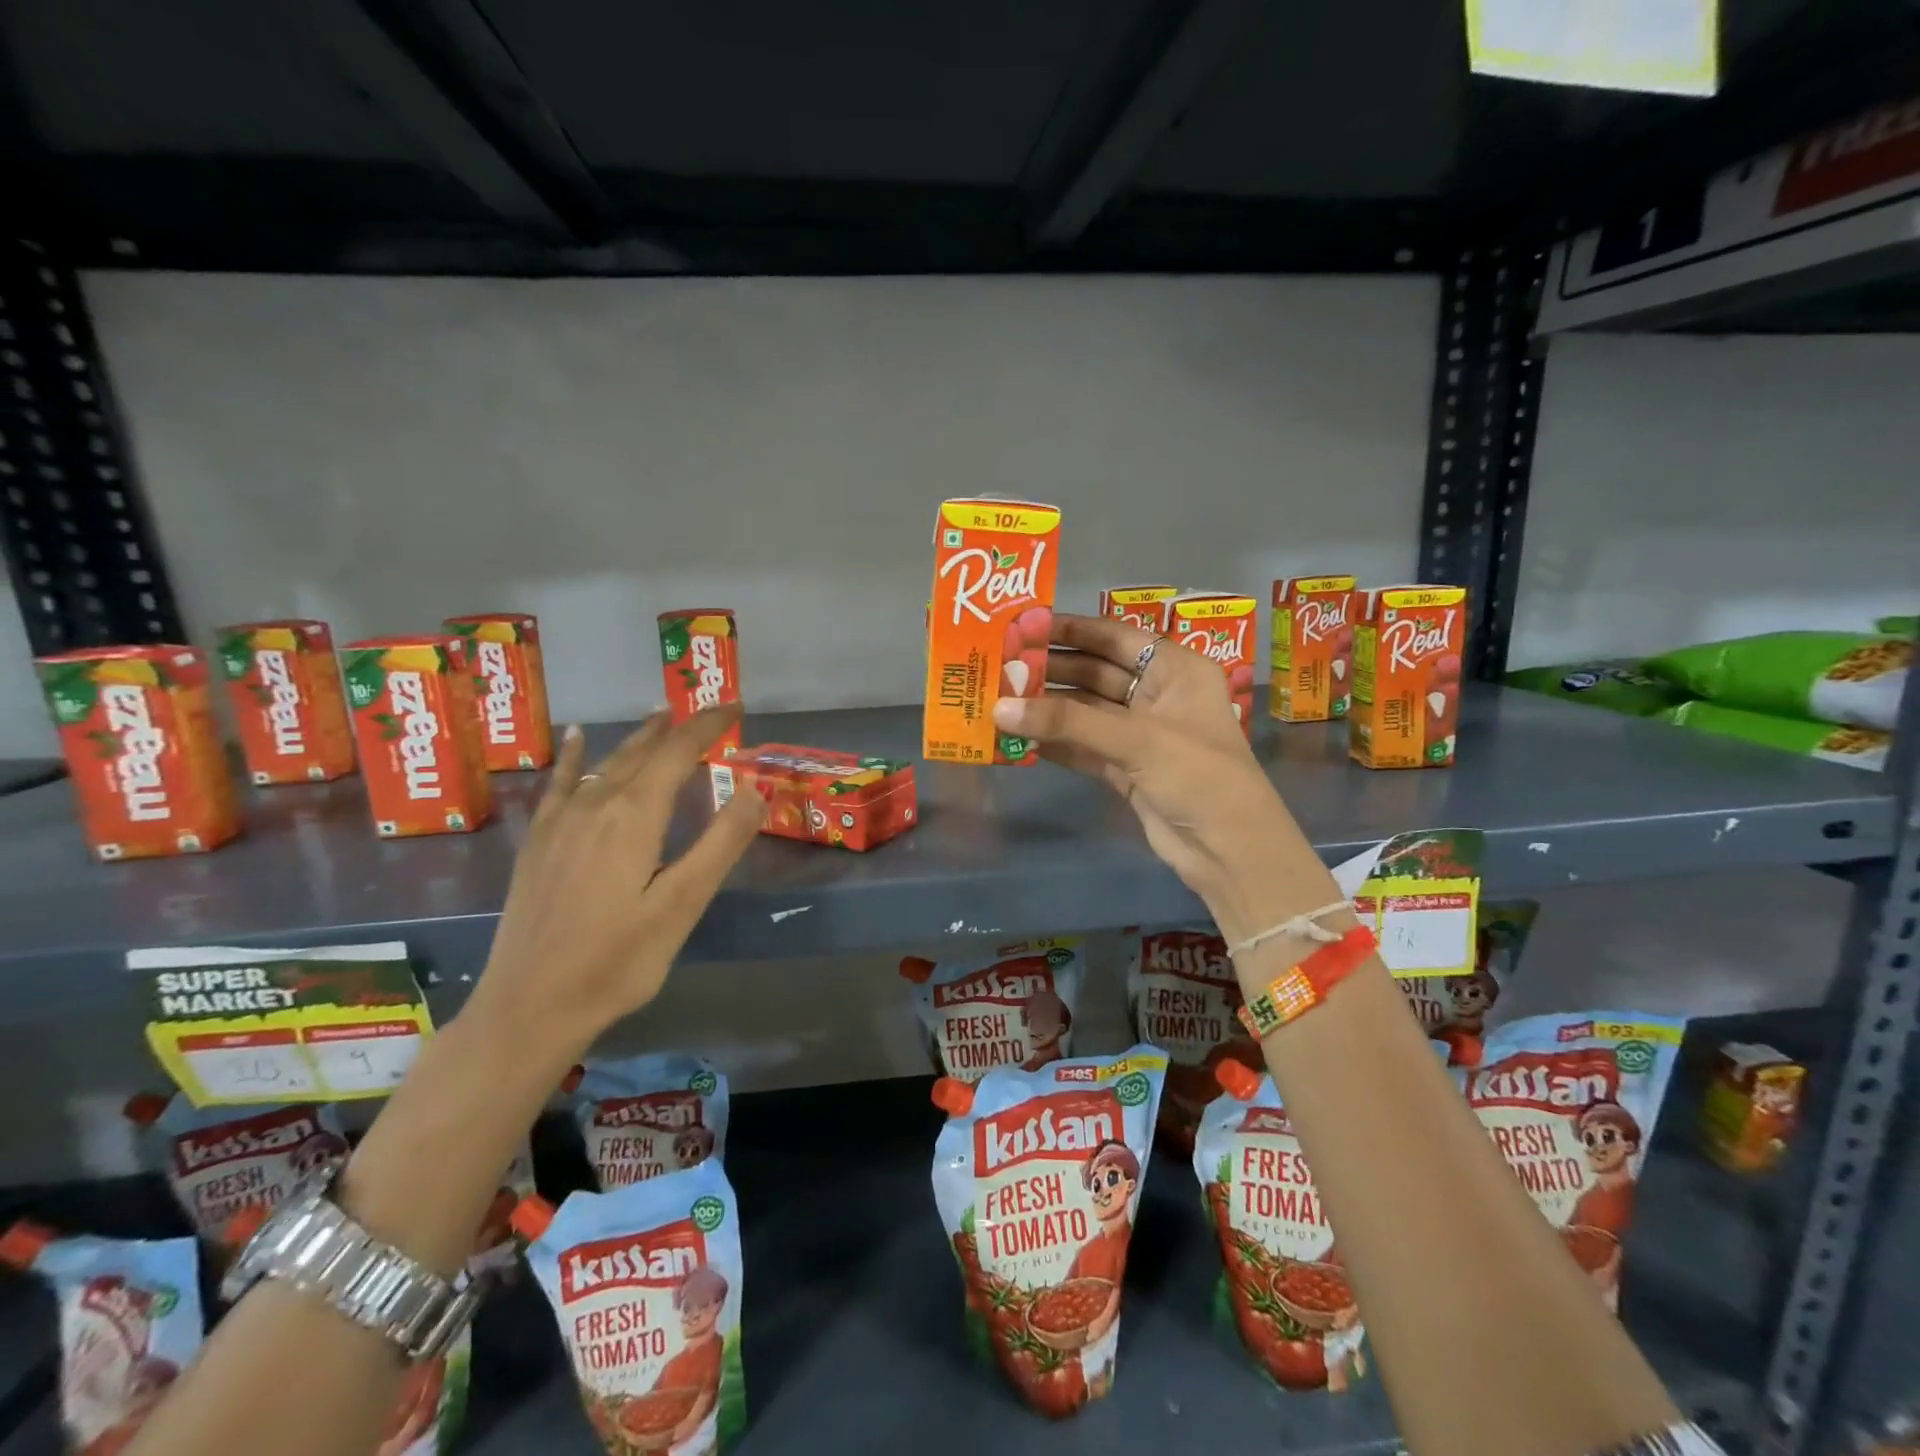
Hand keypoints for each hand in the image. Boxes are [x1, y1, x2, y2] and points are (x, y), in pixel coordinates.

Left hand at [467, 707, 761, 1054]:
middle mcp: (595, 805)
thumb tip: (754, 786)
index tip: (735, 706)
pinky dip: (573, 757)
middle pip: (643, 751)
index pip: (678, 752)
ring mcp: (560, 822)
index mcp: (634, 816)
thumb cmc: (617, 961)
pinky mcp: (539, 843)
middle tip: (710, 711)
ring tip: (661, 716)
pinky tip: (575, 738)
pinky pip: (561, 783)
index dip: (708, 725)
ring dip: (639, 738)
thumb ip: (721, 842)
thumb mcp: (682, 905)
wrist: (529, 1007)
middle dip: (679, 727)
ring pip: (607, 763)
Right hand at [992, 614, 1307, 941]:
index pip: (1116, 637)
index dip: (1072, 629)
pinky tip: (1018, 736)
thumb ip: (1067, 722)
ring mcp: (1141, 734)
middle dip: (1052, 671)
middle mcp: (1158, 695)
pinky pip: (1083, 746)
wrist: (1229, 851)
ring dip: (1048, 709)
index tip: (1024, 626)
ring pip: (1086, 712)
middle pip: (1096, 673)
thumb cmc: (1198, 775)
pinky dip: (1055, 742)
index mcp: (1176, 669)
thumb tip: (999, 708)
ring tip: (999, 699)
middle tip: (1001, 666)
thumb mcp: (1136, 739)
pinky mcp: (1127, 769)